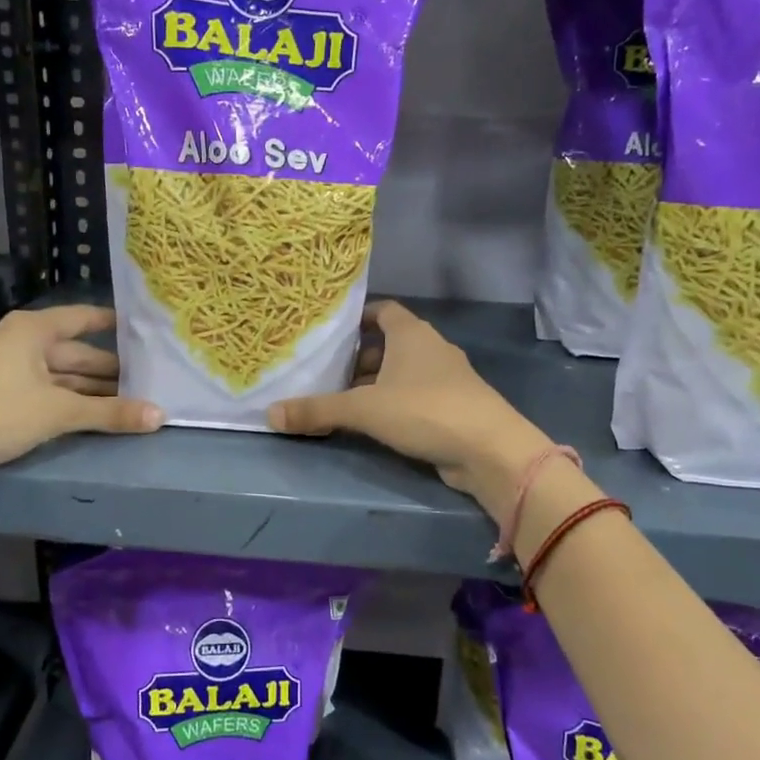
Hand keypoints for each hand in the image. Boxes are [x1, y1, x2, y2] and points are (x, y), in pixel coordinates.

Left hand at [0, 305, 160, 489]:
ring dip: (90, 388)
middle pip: (74, 351)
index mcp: (32, 330)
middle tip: (149, 377)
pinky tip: (93, 413)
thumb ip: (110, 413)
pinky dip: (69, 400)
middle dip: (109, 367)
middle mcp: (20, 341)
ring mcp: (6, 369)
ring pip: (60, 374)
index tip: (144, 329)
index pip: (82, 318)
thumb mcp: (58, 412)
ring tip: (130, 398)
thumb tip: (160, 416)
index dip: (113, 323)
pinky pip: (45, 391)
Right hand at [267, 302, 563, 520]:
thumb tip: (270, 413)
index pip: (383, 310)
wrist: (489, 449)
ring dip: (377, 383)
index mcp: (411, 334)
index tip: (332, 332)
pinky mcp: (454, 406)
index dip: (358, 317)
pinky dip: (395, 403)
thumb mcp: (363, 409)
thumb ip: (318, 410)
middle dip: (360, 357)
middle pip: (389, 343)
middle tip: (327, 372)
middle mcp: (431, 348)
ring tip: (344, 400)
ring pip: (403, 372)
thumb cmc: (425, 410)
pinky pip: (416, 395)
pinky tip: (375, 423)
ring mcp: (447, 378)